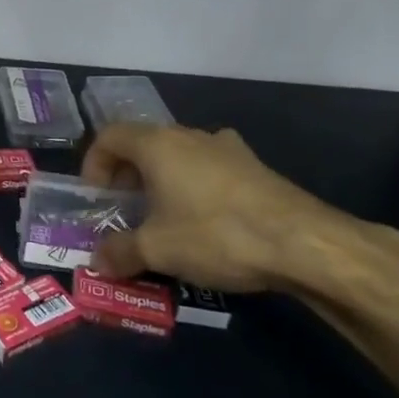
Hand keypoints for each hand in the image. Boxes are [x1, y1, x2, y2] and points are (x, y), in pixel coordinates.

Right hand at [81, 123, 398, 292]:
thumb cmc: (216, 234)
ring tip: (166, 218)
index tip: (97, 197)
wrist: (304, 242)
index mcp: (157, 144)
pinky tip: (208, 222)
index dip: (94, 163)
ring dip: (163, 181)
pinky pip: (210, 169)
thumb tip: (97, 262)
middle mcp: (188, 135)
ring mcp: (226, 148)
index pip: (109, 136)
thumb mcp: (159, 250)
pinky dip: (196, 187)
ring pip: (179, 155)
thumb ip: (121, 252)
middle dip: (128, 175)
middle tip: (126, 210)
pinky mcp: (254, 167)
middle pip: (144, 143)